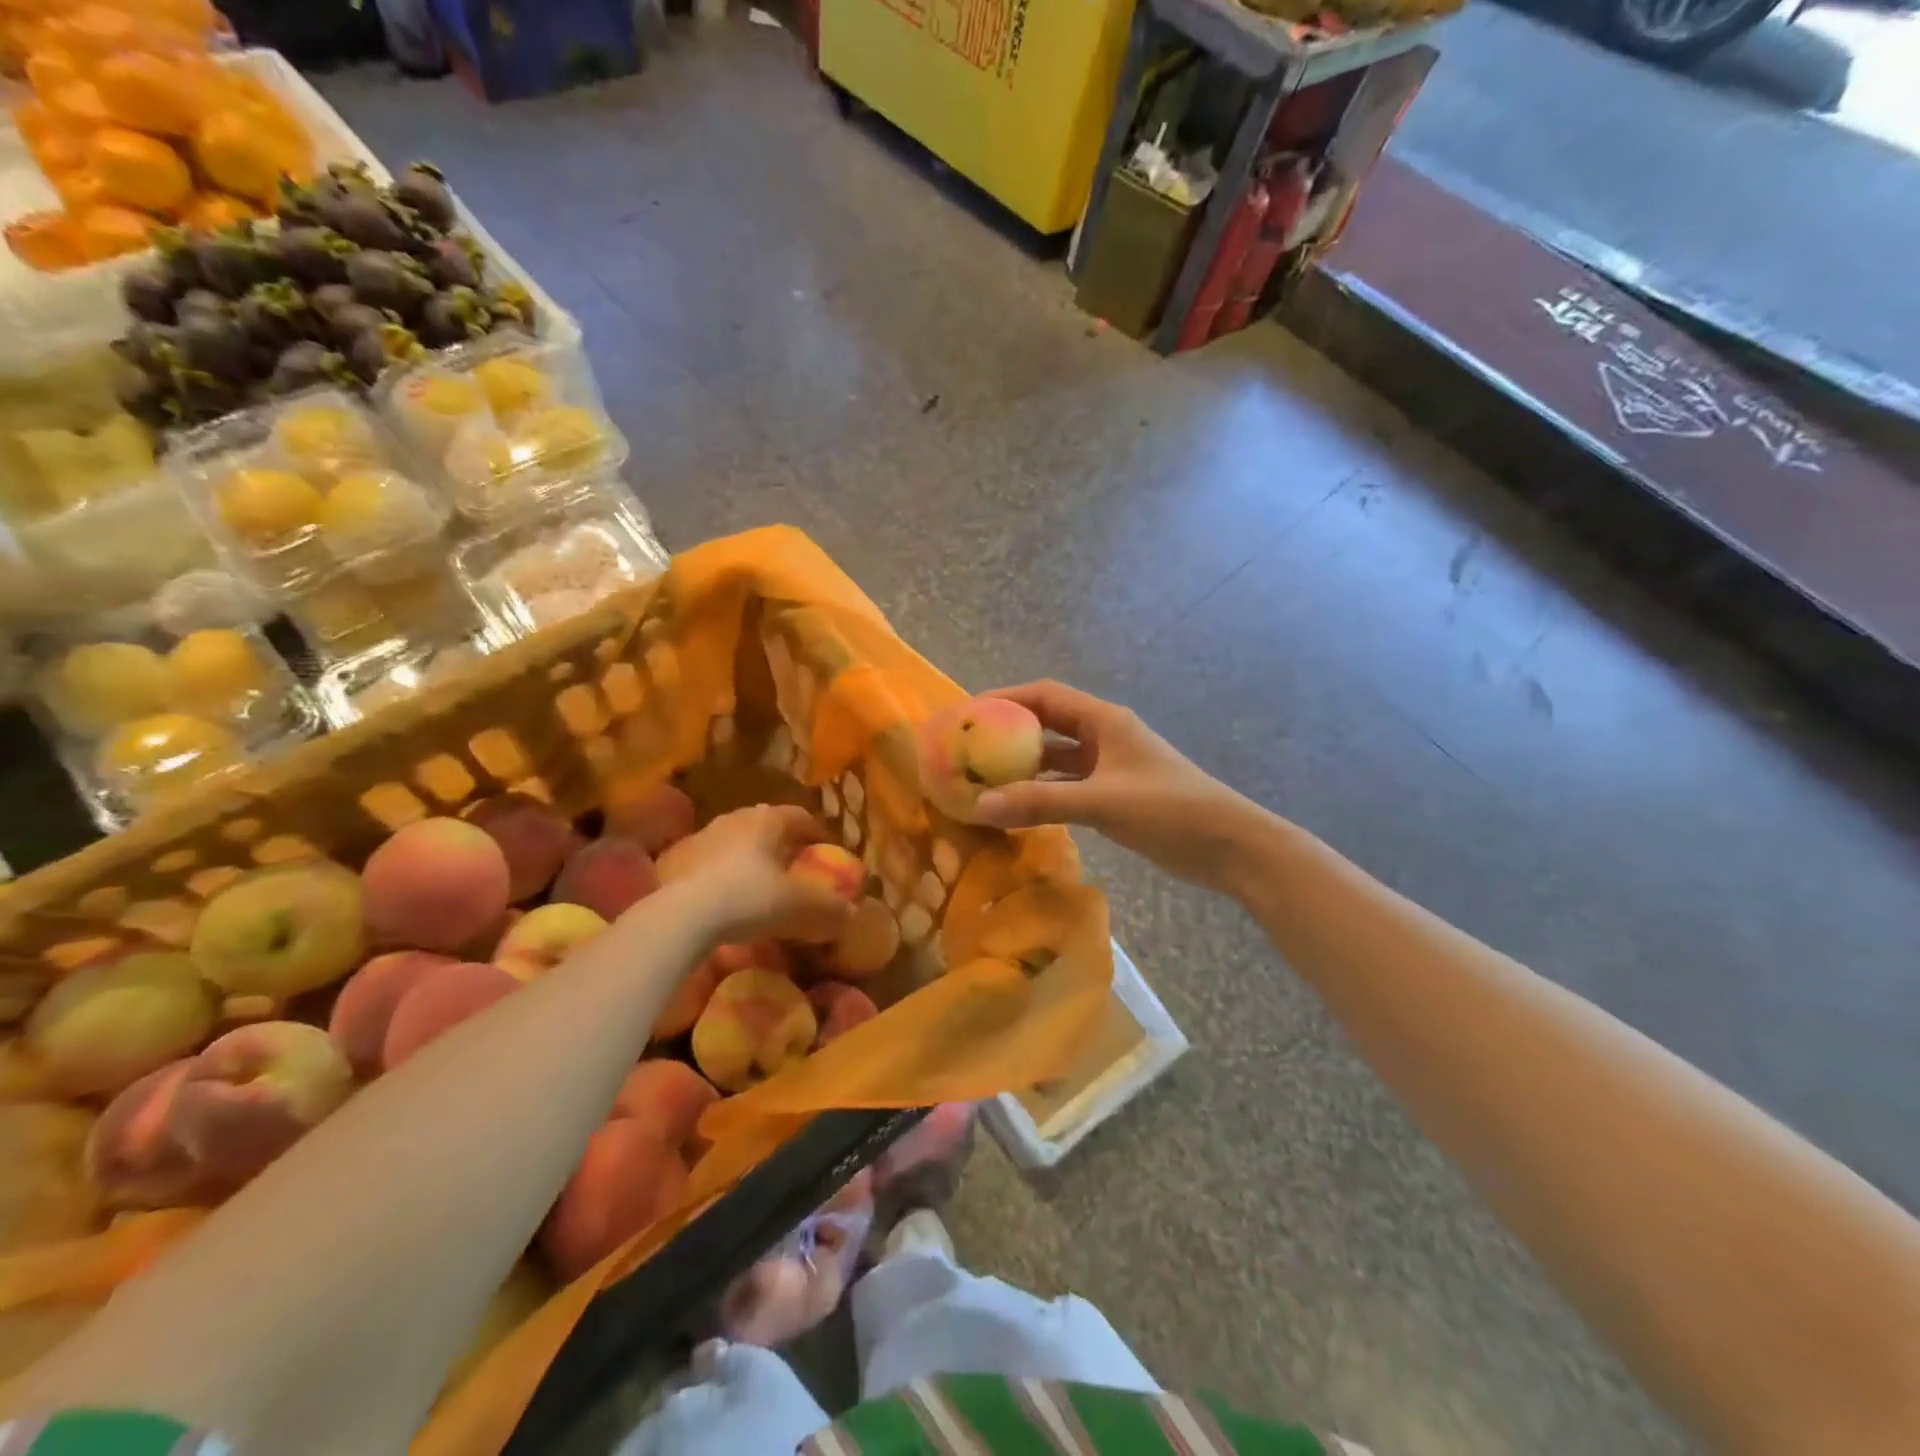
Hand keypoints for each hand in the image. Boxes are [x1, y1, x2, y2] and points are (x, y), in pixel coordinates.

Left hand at [663, 805, 854, 945]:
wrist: (682, 916)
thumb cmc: (751, 898)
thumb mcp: (800, 907)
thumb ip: (829, 908)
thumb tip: (850, 913)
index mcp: (768, 820)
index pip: (800, 816)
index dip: (816, 832)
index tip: (826, 850)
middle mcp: (734, 819)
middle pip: (765, 826)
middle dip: (781, 845)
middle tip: (793, 867)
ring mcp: (701, 837)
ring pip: (734, 843)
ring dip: (749, 859)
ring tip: (758, 886)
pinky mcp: (675, 861)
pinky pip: (709, 864)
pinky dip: (722, 877)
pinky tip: (725, 901)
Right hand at [973, 681, 1262, 892]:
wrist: (1229, 846)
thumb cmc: (1169, 810)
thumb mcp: (1102, 803)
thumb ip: (1041, 803)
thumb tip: (980, 805)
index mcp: (1104, 721)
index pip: (1044, 695)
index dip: (1005, 698)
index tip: (968, 713)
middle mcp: (1103, 736)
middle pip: (1047, 724)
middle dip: (1008, 733)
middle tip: (968, 749)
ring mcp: (1110, 767)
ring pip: (1056, 758)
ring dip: (1024, 767)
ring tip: (983, 779)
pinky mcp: (1114, 795)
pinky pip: (1067, 786)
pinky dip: (1042, 793)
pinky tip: (1018, 808)